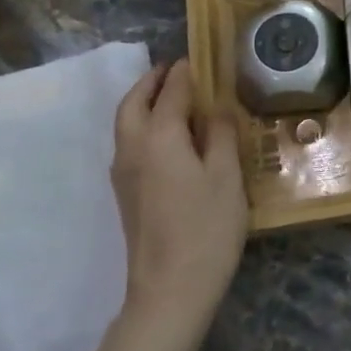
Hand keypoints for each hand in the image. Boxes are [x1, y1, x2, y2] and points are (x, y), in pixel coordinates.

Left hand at [110, 60, 248, 332]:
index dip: (184, 73)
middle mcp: (133, 149)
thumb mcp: (227, 177)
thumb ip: (222, 135)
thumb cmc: (206, 229)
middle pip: (133, 103)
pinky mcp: (125, 195)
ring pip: (125, 123)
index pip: (170, 92)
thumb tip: (216, 106)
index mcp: (159, 137)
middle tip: (172, 70)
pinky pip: (128, 143)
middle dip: (150, 82)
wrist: (170, 290)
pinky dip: (141, 125)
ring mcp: (123, 174)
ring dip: (142, 102)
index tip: (196, 59)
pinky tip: (165, 137)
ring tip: (168, 97)